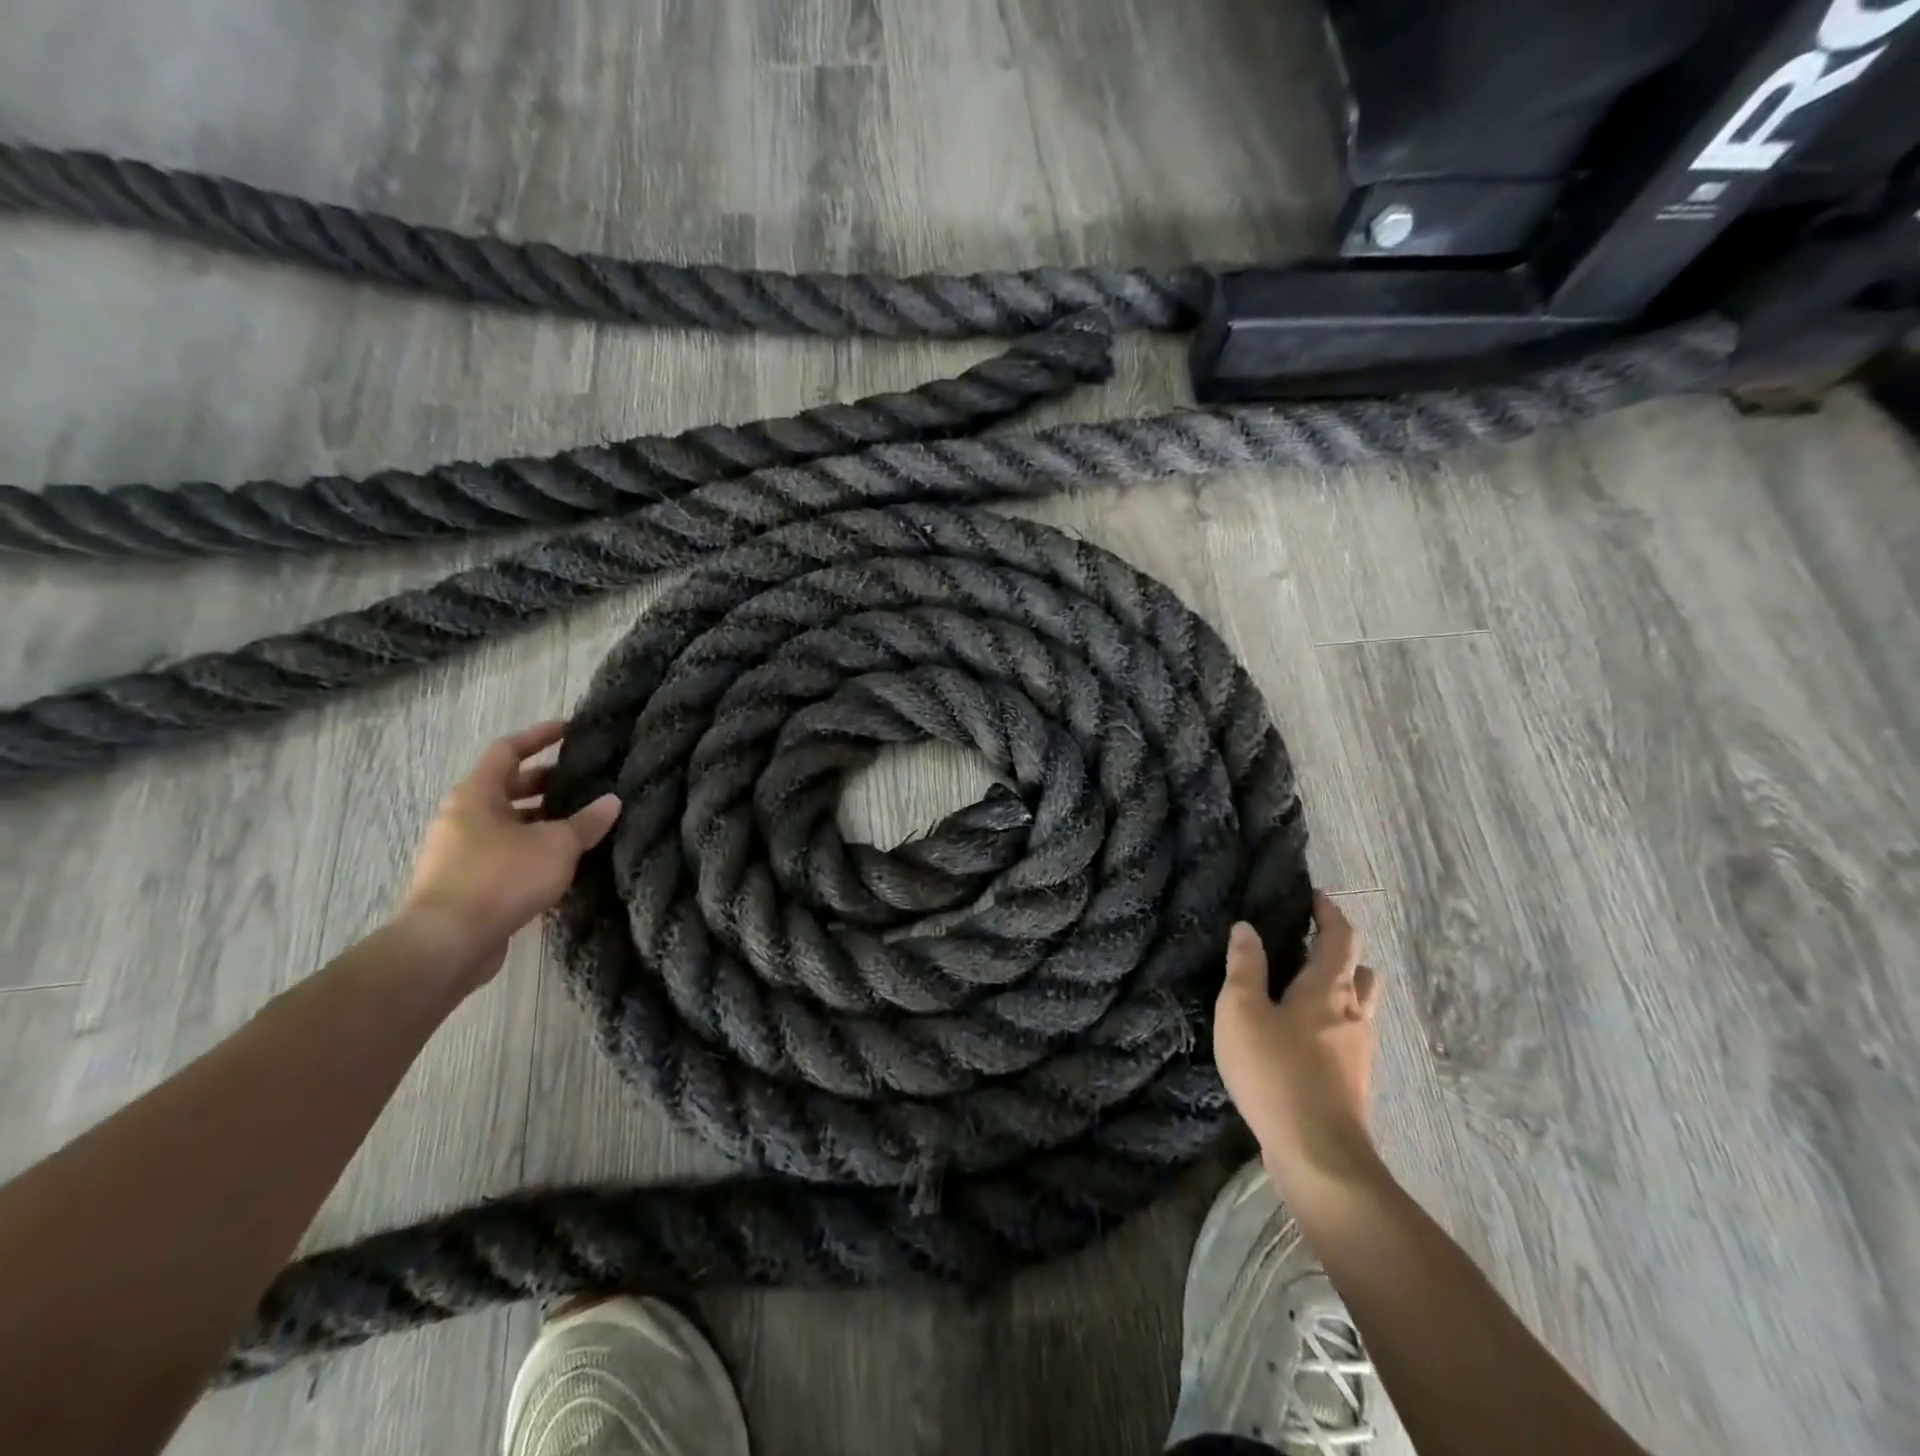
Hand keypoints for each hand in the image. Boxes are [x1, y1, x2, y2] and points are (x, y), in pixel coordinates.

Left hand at [397, 722, 620, 985]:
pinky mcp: (464, 884)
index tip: (569, 730)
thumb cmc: (501, 878)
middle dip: (546, 782)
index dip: (539, 736)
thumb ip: (587, 822)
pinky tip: (561, 862)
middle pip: (507, 787)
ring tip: (580, 823)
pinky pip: (503, 853)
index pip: (508, 750)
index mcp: (476, 795)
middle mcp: (462, 817)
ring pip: (507, 823)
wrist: (446, 944)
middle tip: (584, 781)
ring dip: (541, 820)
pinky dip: (531, 849)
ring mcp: (459, 852)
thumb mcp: (556, 845)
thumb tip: (612, 801)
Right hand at [1214, 892, 1383, 1192]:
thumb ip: (1245, 966)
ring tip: (1300, 991)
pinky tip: (1300, 1039)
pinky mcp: (1354, 1082)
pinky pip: (1348, 1036)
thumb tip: (1247, 928)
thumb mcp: (1242, 1010)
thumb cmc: (1275, 1071)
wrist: (1319, 1155)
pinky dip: (1331, 1023)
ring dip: (1338, 990)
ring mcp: (1359, 1051)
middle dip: (1338, 953)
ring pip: (1358, 1006)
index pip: (1341, 936)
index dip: (1329, 912)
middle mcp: (1354, 1013)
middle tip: (1305, 946)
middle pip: (1359, 970)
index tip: (1312, 897)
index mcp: (1329, 988)